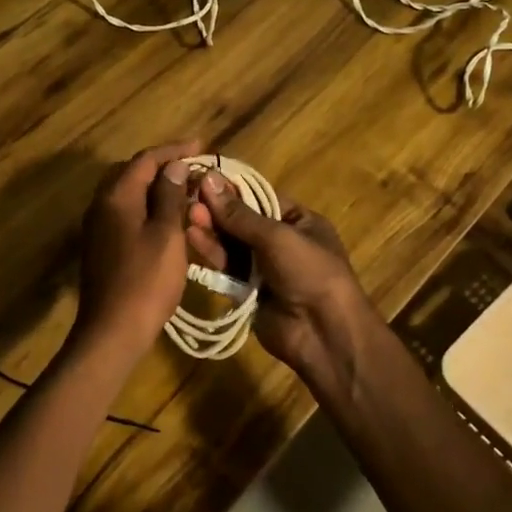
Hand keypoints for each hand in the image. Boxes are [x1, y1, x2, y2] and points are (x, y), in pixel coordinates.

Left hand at [71, 140, 200, 359]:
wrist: (112, 331)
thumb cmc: (146, 281)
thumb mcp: (167, 235)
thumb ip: (169, 196)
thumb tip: (173, 166)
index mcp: (116, 197)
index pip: (145, 159)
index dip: (173, 150)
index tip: (201, 146)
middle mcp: (101, 205)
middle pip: (132, 173)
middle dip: (163, 166)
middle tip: (193, 167)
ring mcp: (98, 227)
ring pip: (128, 194)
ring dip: (155, 188)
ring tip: (185, 190)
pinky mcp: (102, 246)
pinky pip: (125, 214)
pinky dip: (147, 208)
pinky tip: (167, 219)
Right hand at [191, 174, 379, 394]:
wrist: (323, 333)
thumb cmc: (309, 272)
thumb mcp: (277, 236)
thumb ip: (239, 213)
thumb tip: (209, 179)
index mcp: (299, 221)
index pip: (260, 198)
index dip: (231, 190)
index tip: (201, 179)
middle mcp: (282, 242)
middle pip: (243, 221)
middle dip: (217, 211)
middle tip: (189, 199)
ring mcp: (265, 268)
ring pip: (232, 244)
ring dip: (211, 230)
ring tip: (187, 216)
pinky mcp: (249, 291)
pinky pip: (227, 268)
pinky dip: (212, 253)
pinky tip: (193, 237)